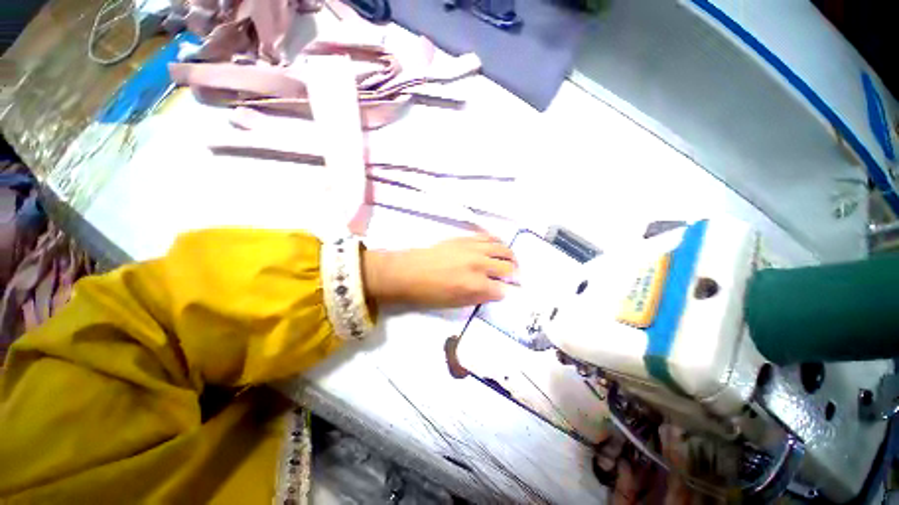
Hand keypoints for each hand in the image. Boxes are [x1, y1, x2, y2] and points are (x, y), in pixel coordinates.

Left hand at [362, 235, 515, 307]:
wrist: (408, 272)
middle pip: (507, 267)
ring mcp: (473, 248)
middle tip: (513, 277)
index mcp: (475, 285)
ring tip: (510, 261)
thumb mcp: (454, 303)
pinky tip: (497, 247)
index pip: (502, 289)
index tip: (506, 292)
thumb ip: (479, 297)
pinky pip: (488, 237)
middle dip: (514, 274)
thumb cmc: (429, 293)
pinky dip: (497, 242)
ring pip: (502, 248)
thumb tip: (496, 292)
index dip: (506, 292)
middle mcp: (478, 264)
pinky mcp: (465, 239)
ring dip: (510, 256)